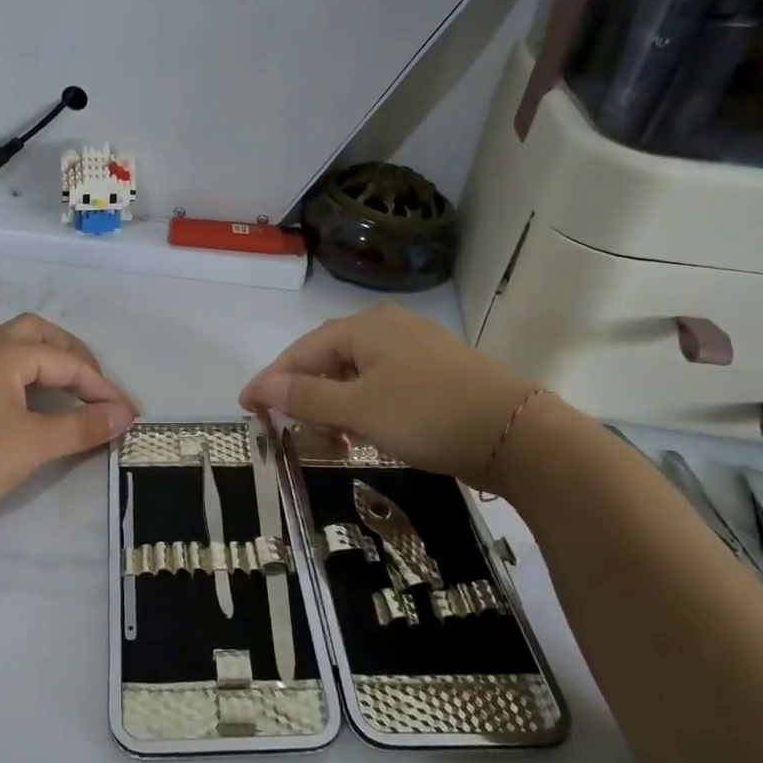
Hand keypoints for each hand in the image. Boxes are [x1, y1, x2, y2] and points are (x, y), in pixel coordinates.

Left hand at [0, 314, 136, 529]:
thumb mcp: (34, 444)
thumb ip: (82, 426)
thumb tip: (123, 415)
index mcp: (4, 352)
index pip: (66, 362)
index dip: (100, 387)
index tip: (126, 413)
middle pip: (32, 331)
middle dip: (68, 353)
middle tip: (91, 382)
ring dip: (31, 350)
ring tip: (50, 375)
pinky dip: (2, 367)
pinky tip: (3, 391)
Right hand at [239, 305, 543, 487]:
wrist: (516, 434)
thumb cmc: (427, 414)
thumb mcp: (358, 409)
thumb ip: (306, 397)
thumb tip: (259, 386)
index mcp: (365, 327)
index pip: (302, 350)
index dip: (271, 379)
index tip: (246, 407)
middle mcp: (388, 327)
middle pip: (328, 357)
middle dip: (303, 392)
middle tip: (285, 425)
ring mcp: (416, 347)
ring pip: (356, 372)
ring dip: (333, 402)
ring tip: (322, 435)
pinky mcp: (435, 371)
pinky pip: (382, 382)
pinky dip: (362, 405)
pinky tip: (361, 429)